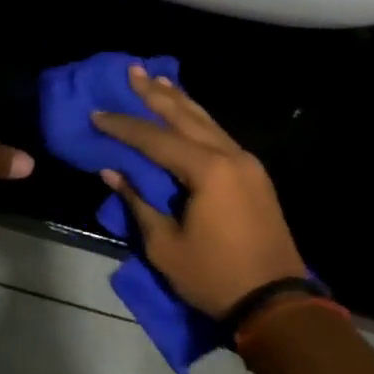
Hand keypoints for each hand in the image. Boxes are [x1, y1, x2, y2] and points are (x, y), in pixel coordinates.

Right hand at [93, 67, 304, 318]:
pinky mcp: (253, 174)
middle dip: (155, 95)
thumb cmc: (215, 276)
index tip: (97, 113)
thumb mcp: (165, 246)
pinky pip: (219, 135)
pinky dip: (197, 119)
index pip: (155, 139)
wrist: (277, 302)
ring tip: (157, 80)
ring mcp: (246, 162)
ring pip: (206, 120)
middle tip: (132, 71)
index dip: (123, 126)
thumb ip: (139, 202)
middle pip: (185, 116)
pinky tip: (186, 112)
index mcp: (208, 170)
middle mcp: (229, 155)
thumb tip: (113, 172)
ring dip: (179, 100)